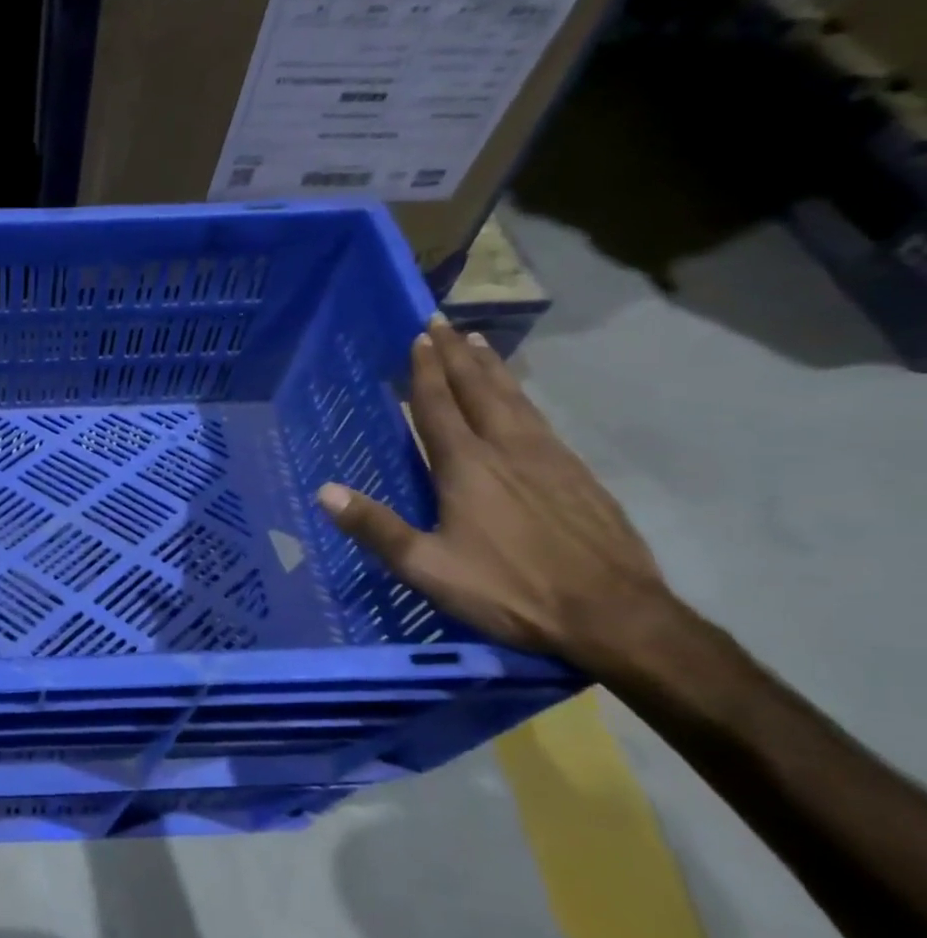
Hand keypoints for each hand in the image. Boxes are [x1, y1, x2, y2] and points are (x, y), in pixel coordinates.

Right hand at [317, 317, 673, 673]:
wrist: (613, 614)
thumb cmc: (509, 590)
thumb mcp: (428, 567)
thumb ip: (376, 528)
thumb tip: (324, 491)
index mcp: (467, 468)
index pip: (438, 407)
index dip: (424, 372)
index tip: (417, 337)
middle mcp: (507, 450)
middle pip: (478, 391)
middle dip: (455, 356)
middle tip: (442, 323)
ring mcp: (550, 459)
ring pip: (514, 400)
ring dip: (491, 368)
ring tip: (477, 343)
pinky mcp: (579, 476)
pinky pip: (540, 420)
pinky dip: (522, 397)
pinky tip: (521, 400)